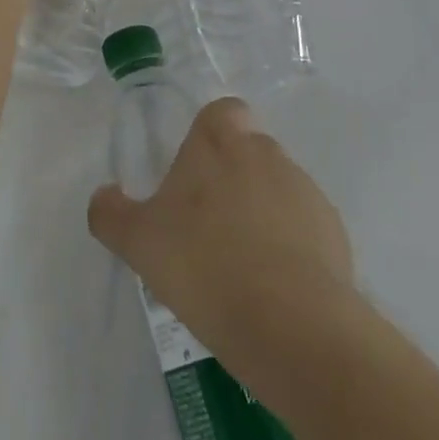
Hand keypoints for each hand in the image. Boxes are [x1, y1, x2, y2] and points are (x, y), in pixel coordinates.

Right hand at [88, 97, 359, 390]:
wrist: (293, 327)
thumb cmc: (205, 267)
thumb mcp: (138, 243)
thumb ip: (111, 213)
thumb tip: (104, 195)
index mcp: (220, 143)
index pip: (221, 112)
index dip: (209, 136)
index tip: (194, 174)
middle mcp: (266, 154)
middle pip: (249, 150)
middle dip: (232, 178)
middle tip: (208, 226)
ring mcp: (306, 192)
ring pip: (277, 189)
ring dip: (261, 213)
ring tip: (240, 266)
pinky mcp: (335, 234)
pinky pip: (305, 228)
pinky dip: (291, 247)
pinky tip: (272, 289)